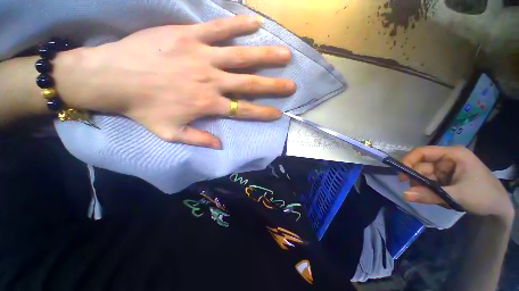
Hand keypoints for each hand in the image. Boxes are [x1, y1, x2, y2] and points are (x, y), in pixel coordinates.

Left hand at [54, 15, 295, 148]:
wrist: (111, 78)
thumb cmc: (142, 108)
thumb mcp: (170, 133)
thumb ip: (198, 140)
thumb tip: (220, 145)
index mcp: (208, 105)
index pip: (244, 111)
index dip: (263, 113)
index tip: (278, 113)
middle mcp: (212, 81)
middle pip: (250, 84)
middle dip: (273, 86)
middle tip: (291, 85)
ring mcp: (202, 56)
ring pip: (241, 56)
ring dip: (265, 56)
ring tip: (284, 55)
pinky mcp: (189, 36)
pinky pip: (219, 29)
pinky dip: (239, 26)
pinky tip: (255, 24)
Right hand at [400, 146, 513, 220]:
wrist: (499, 209)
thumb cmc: (483, 196)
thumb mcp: (457, 196)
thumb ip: (429, 195)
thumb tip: (403, 195)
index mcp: (452, 154)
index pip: (422, 152)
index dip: (408, 161)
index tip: (402, 177)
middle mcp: (447, 159)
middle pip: (422, 165)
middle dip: (417, 180)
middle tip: (416, 193)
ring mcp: (447, 168)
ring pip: (424, 175)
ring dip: (423, 187)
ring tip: (433, 199)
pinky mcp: (446, 178)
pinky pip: (430, 182)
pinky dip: (429, 191)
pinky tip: (438, 198)